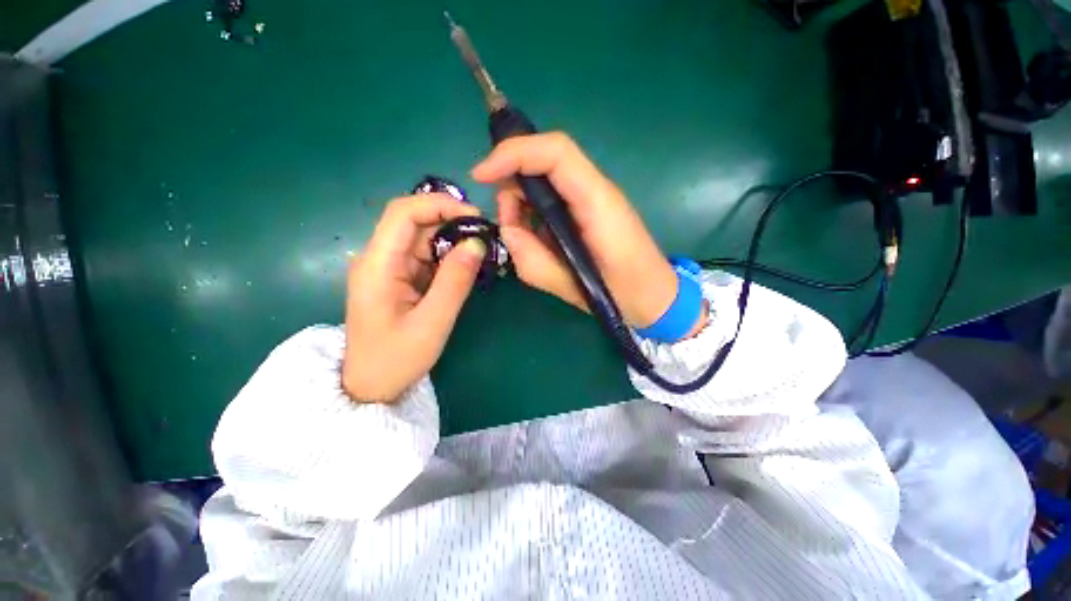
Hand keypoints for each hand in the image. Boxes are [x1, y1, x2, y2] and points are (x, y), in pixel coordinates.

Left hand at [342, 195, 485, 402]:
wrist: (370, 386)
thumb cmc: (396, 359)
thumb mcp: (432, 323)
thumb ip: (455, 281)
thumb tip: (477, 243)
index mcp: (377, 265)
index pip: (403, 213)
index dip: (439, 205)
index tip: (474, 217)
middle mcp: (378, 258)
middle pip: (413, 222)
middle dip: (450, 221)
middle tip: (484, 235)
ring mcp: (388, 268)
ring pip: (421, 238)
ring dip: (452, 239)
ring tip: (480, 251)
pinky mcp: (398, 278)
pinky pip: (424, 256)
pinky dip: (447, 256)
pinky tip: (465, 266)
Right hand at [471, 132, 678, 328]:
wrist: (654, 297)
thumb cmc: (624, 294)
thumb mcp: (573, 287)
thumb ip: (533, 260)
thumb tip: (508, 230)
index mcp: (597, 202)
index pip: (554, 152)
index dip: (513, 154)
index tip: (480, 176)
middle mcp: (594, 191)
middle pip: (543, 162)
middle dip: (513, 186)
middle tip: (509, 225)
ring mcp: (590, 200)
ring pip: (543, 182)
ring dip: (522, 206)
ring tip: (526, 241)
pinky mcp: (585, 212)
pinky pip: (549, 201)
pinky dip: (533, 216)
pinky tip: (538, 242)